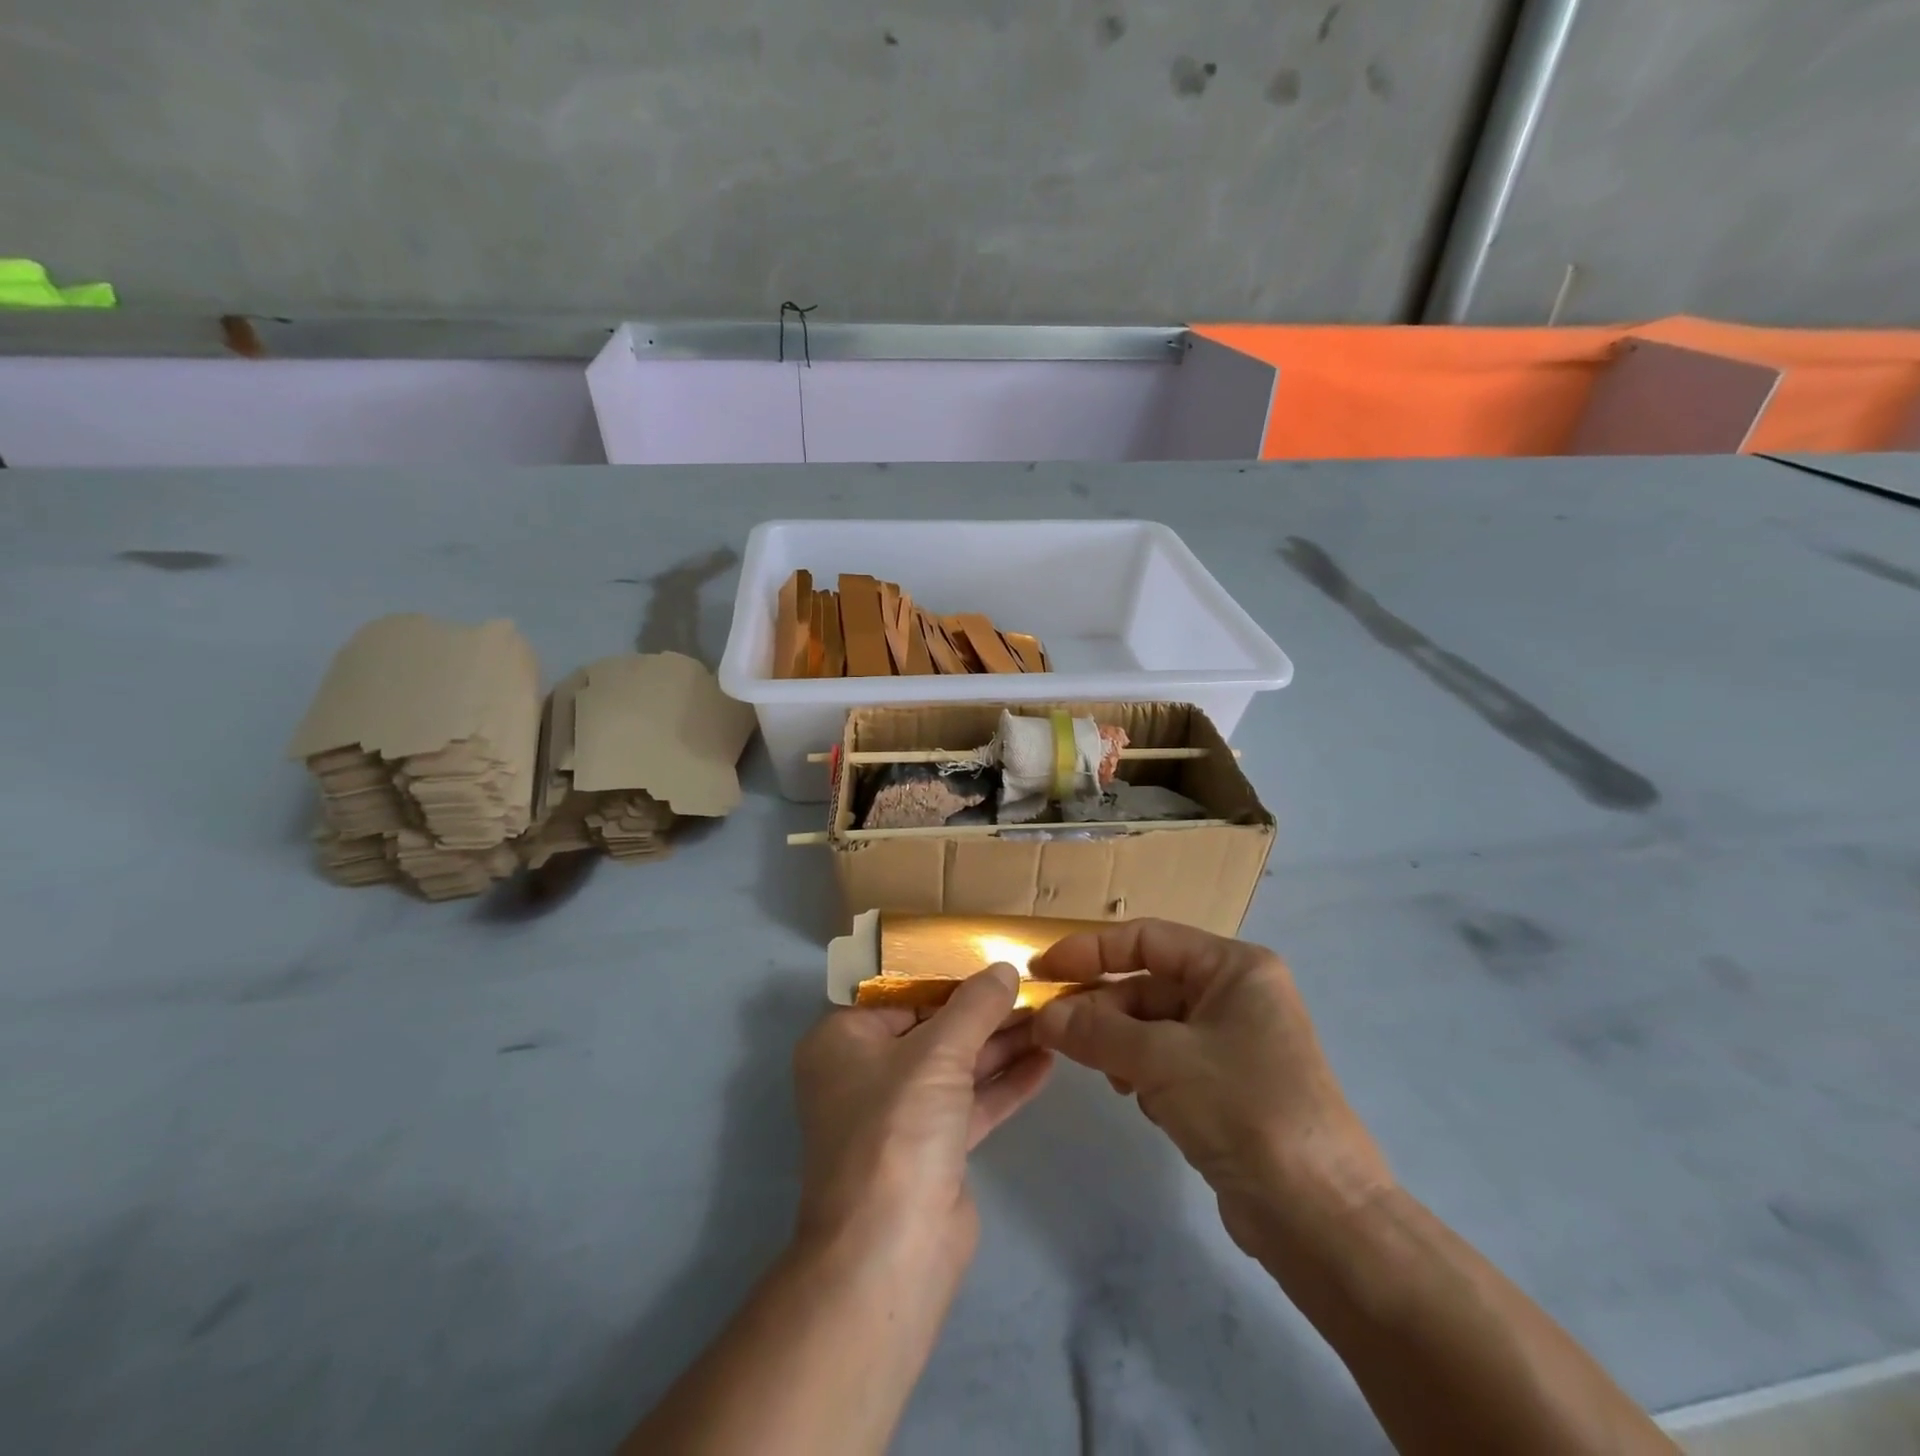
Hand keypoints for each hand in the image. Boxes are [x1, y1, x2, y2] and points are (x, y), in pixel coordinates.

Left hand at [791, 964, 1053, 1276]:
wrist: (890, 1253)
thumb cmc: (896, 1128)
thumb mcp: (937, 1053)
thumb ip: (975, 1006)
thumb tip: (1003, 968)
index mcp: (843, 1040)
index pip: (902, 994)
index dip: (950, 976)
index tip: (995, 960)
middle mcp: (866, 1072)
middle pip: (933, 1028)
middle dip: (984, 1012)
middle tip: (1035, 987)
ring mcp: (900, 1114)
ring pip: (957, 1066)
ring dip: (1002, 1044)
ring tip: (1051, 1016)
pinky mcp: (934, 1149)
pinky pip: (972, 1102)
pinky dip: (1005, 1083)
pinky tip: (1046, 1062)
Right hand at [1030, 920, 1391, 1258]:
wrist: (1321, 1218)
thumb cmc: (1245, 1109)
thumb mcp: (1161, 1060)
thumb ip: (1096, 1032)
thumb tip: (1043, 1016)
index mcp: (1233, 968)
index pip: (1147, 939)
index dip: (1090, 950)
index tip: (1042, 968)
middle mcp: (1236, 995)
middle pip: (1147, 984)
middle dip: (1101, 1008)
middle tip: (1053, 1032)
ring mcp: (1233, 1042)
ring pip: (1153, 1025)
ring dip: (1119, 1043)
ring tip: (1101, 1070)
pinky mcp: (1228, 1085)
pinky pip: (1167, 1060)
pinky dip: (1142, 1071)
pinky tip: (1136, 1098)